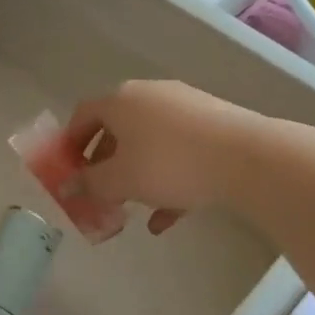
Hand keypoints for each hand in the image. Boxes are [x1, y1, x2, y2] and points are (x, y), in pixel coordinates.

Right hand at [63, 81, 262, 232]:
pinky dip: (168, 180)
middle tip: (99, 191)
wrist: (247, 158)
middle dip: (104, 164)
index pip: (83, 115)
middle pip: (117, 129)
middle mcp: (150, 96)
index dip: (69, 143)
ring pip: (150, 144)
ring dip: (137, 175)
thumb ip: (90, 184)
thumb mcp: (120, 180)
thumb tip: (68, 186)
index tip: (67, 170)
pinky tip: (166, 218)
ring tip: (132, 209)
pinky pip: (179, 152)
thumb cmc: (169, 164)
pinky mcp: (213, 124)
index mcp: (121, 101)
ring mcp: (185, 108)